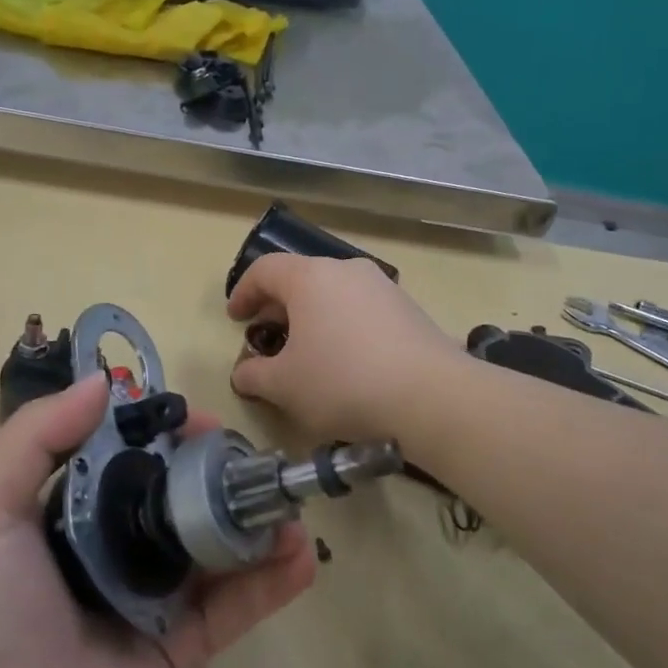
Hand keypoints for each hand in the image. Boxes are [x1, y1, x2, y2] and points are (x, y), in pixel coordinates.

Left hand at [0, 374, 315, 667]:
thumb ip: (34, 437)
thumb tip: (103, 383)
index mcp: (74, 510)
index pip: (130, 455)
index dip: (165, 431)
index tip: (199, 419)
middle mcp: (118, 546)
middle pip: (181, 495)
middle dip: (220, 472)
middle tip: (255, 461)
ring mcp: (156, 597)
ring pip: (217, 547)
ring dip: (257, 521)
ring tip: (289, 503)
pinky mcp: (185, 647)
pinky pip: (236, 607)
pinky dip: (272, 581)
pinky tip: (301, 557)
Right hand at [228, 253, 459, 438]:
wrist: (431, 398)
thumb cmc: (342, 382)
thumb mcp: (284, 386)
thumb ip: (254, 375)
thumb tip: (243, 373)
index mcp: (311, 278)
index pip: (265, 270)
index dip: (243, 292)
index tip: (235, 319)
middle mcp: (347, 271)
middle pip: (301, 280)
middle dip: (278, 309)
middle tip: (267, 340)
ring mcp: (383, 288)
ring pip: (334, 295)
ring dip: (312, 320)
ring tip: (307, 355)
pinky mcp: (410, 311)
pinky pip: (362, 311)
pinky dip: (343, 328)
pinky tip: (346, 364)